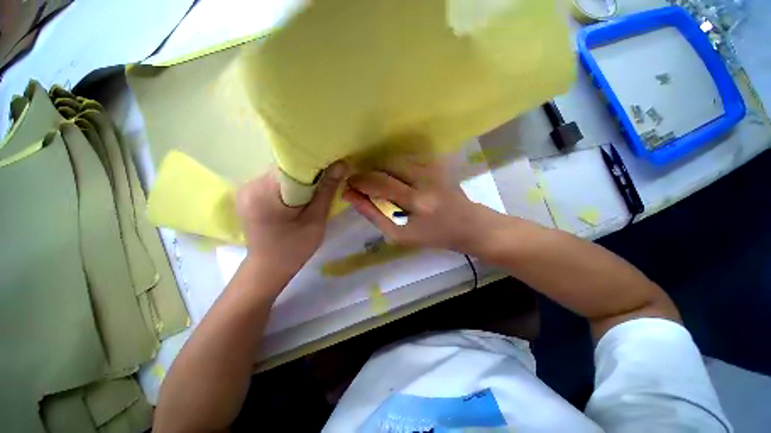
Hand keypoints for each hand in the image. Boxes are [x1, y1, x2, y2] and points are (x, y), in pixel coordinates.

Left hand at [236, 162, 346, 284]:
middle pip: (284, 168)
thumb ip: (326, 190)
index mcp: (264, 193)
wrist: (269, 268)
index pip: (291, 165)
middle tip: (325, 181)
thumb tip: (341, 164)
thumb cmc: (295, 248)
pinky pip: (273, 181)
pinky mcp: (248, 195)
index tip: (331, 168)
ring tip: (313, 190)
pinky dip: (288, 185)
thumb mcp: (315, 220)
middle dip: (307, 173)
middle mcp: (249, 186)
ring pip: (279, 173)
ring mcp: (245, 190)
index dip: (314, 165)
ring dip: (298, 179)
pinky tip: (298, 196)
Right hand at [342, 158, 502, 253]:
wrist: (466, 224)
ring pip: (394, 160)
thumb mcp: (398, 234)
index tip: (349, 185)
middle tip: (362, 185)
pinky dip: (394, 169)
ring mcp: (433, 167)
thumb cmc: (432, 236)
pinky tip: (395, 180)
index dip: (359, 181)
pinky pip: (405, 161)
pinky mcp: (437, 162)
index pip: (379, 183)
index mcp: (417, 201)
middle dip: (368, 174)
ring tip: (378, 185)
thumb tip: (350, 195)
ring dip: (381, 171)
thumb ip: (373, 214)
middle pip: (385, 166)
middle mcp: (425, 178)